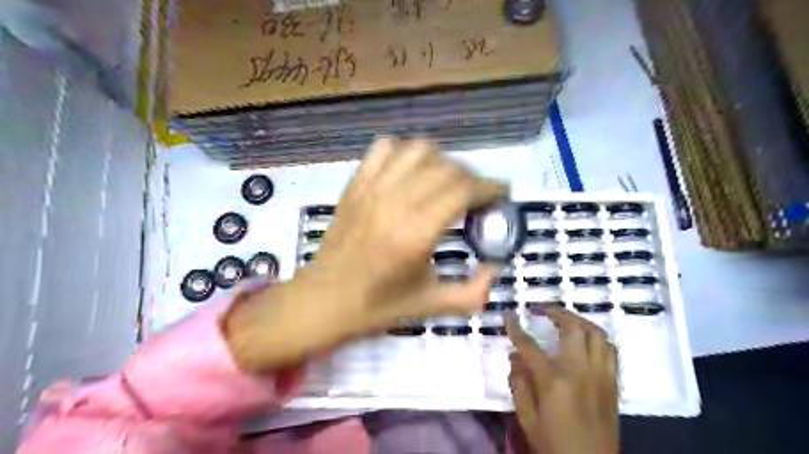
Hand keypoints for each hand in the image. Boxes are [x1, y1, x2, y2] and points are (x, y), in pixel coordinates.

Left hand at [224, 138, 507, 372]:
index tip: (501, 193)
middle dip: (472, 177)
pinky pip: (385, 149)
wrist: (324, 300)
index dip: (489, 187)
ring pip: (418, 150)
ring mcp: (371, 189)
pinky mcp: (355, 184)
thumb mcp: (431, 306)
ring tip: (447, 180)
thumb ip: (473, 292)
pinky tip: (412, 171)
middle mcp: (395, 202)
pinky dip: (405, 152)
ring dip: (442, 160)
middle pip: (447, 168)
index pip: (463, 191)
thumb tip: (496, 268)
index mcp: (416, 233)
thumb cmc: (377, 306)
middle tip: (477, 195)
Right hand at [504, 310, 620, 453]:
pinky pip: (610, 350)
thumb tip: (515, 357)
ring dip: (579, 321)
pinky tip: (586, 340)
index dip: (516, 329)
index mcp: (554, 382)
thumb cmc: (554, 444)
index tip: (509, 317)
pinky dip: (597, 338)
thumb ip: (519, 384)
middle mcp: (581, 371)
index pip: (530, 346)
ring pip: (597, 334)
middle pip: (573, 329)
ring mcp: (601, 375)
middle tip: (543, 310)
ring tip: (565, 319)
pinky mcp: (613, 383)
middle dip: (556, 313)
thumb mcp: (527, 418)